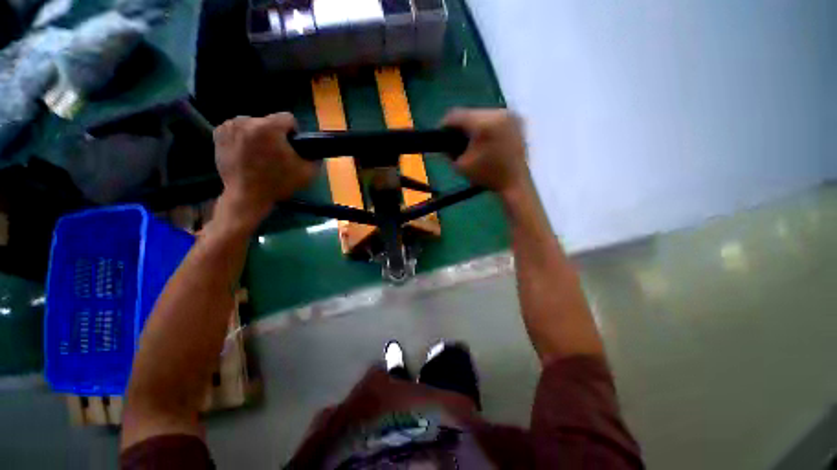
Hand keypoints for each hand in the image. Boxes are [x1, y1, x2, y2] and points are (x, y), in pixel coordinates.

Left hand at [213, 113, 316, 227]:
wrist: (247, 196)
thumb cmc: (278, 183)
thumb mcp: (307, 173)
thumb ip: (316, 158)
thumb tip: (316, 150)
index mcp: (268, 127)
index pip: (288, 118)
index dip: (294, 133)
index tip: (292, 147)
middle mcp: (247, 121)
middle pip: (269, 121)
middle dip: (275, 134)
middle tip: (275, 155)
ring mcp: (229, 126)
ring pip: (253, 124)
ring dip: (259, 135)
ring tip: (260, 154)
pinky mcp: (218, 133)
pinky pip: (238, 129)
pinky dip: (243, 137)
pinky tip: (246, 152)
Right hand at [442, 108, 529, 197]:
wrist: (515, 182)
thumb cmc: (487, 175)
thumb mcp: (461, 165)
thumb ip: (449, 150)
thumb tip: (445, 139)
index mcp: (484, 123)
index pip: (457, 115)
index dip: (445, 124)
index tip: (440, 134)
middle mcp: (499, 112)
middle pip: (470, 113)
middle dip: (461, 126)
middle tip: (455, 139)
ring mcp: (510, 115)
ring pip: (483, 114)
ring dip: (474, 125)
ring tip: (470, 139)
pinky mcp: (517, 120)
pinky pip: (495, 118)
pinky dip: (487, 127)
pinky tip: (484, 138)